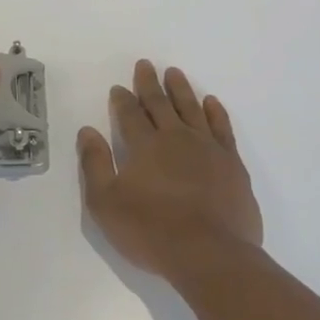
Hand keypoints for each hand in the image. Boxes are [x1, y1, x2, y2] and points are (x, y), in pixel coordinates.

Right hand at [78, 60, 263, 283]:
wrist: (210, 255)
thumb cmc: (151, 231)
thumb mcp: (106, 203)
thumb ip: (95, 164)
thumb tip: (87, 131)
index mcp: (144, 146)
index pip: (130, 114)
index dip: (123, 100)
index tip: (119, 87)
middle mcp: (176, 138)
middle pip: (160, 103)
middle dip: (149, 83)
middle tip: (145, 64)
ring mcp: (208, 148)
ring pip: (192, 108)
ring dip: (181, 89)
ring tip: (174, 73)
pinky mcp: (232, 164)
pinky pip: (222, 128)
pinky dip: (216, 112)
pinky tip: (212, 102)